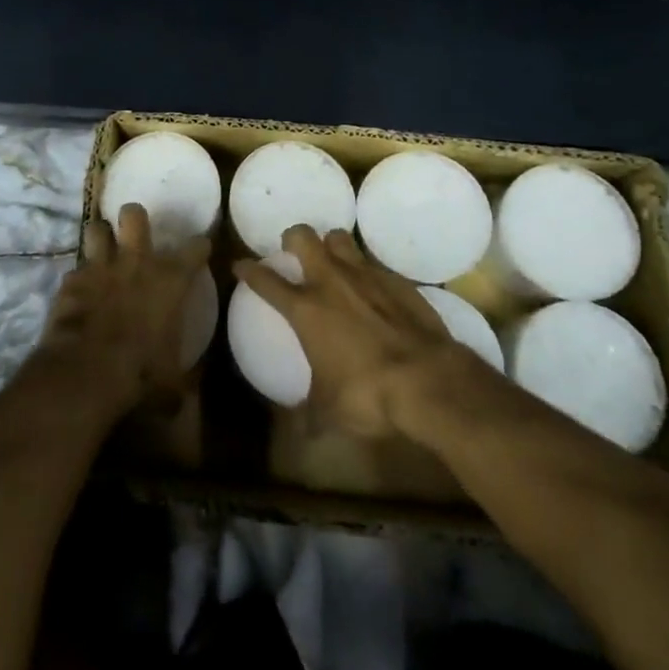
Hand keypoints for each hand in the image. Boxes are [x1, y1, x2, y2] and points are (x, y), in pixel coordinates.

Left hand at [38, 203, 211, 414]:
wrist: (86, 371)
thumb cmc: (140, 373)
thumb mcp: (170, 384)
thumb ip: (179, 382)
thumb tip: (183, 398)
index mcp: (169, 281)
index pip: (195, 247)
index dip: (199, 245)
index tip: (199, 249)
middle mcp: (136, 263)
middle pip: (134, 215)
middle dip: (134, 219)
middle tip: (135, 235)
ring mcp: (100, 267)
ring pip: (97, 228)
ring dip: (101, 238)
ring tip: (103, 249)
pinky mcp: (71, 281)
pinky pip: (75, 270)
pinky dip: (78, 280)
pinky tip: (78, 293)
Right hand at [234, 225, 481, 437]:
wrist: (428, 379)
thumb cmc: (368, 394)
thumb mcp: (330, 413)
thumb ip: (310, 415)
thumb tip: (301, 432)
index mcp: (306, 309)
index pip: (266, 281)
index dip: (249, 270)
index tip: (240, 265)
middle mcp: (331, 282)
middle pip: (302, 237)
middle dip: (293, 238)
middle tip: (293, 251)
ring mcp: (366, 276)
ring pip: (339, 238)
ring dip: (331, 246)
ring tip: (333, 262)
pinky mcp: (397, 281)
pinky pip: (374, 264)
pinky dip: (367, 272)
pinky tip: (374, 292)